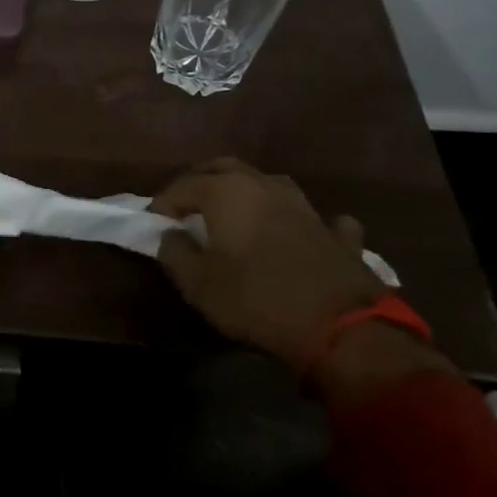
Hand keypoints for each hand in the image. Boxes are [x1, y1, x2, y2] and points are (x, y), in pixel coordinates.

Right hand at [149, 158, 383, 369]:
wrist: (343, 328)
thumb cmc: (258, 300)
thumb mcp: (199, 286)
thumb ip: (175, 254)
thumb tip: (169, 235)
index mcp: (226, 192)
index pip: (182, 186)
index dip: (163, 203)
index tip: (153, 223)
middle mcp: (263, 186)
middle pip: (224, 168)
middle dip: (200, 182)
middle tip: (187, 205)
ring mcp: (305, 206)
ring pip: (269, 183)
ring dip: (249, 192)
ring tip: (237, 212)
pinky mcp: (337, 234)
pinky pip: (319, 217)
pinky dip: (304, 221)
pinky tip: (304, 230)